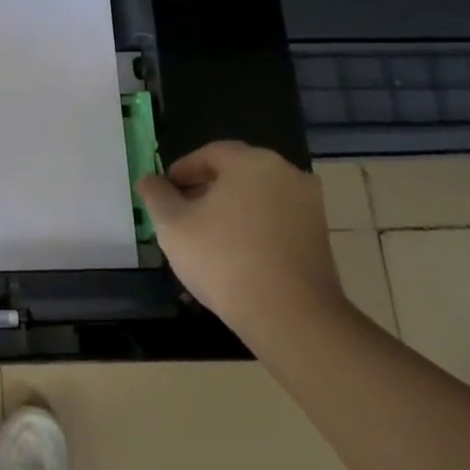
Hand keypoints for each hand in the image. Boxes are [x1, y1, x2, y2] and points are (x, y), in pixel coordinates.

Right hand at [136, 141, 346, 343]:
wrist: (290, 316)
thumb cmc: (224, 259)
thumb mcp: (173, 225)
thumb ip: (156, 195)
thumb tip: (150, 180)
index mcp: (252, 161)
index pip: (209, 154)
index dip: (182, 171)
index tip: (165, 192)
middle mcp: (286, 173)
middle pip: (236, 173)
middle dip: (205, 190)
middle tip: (181, 214)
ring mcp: (309, 205)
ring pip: (257, 197)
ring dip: (230, 210)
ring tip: (206, 238)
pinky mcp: (320, 236)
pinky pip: (276, 220)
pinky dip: (253, 228)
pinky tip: (235, 255)